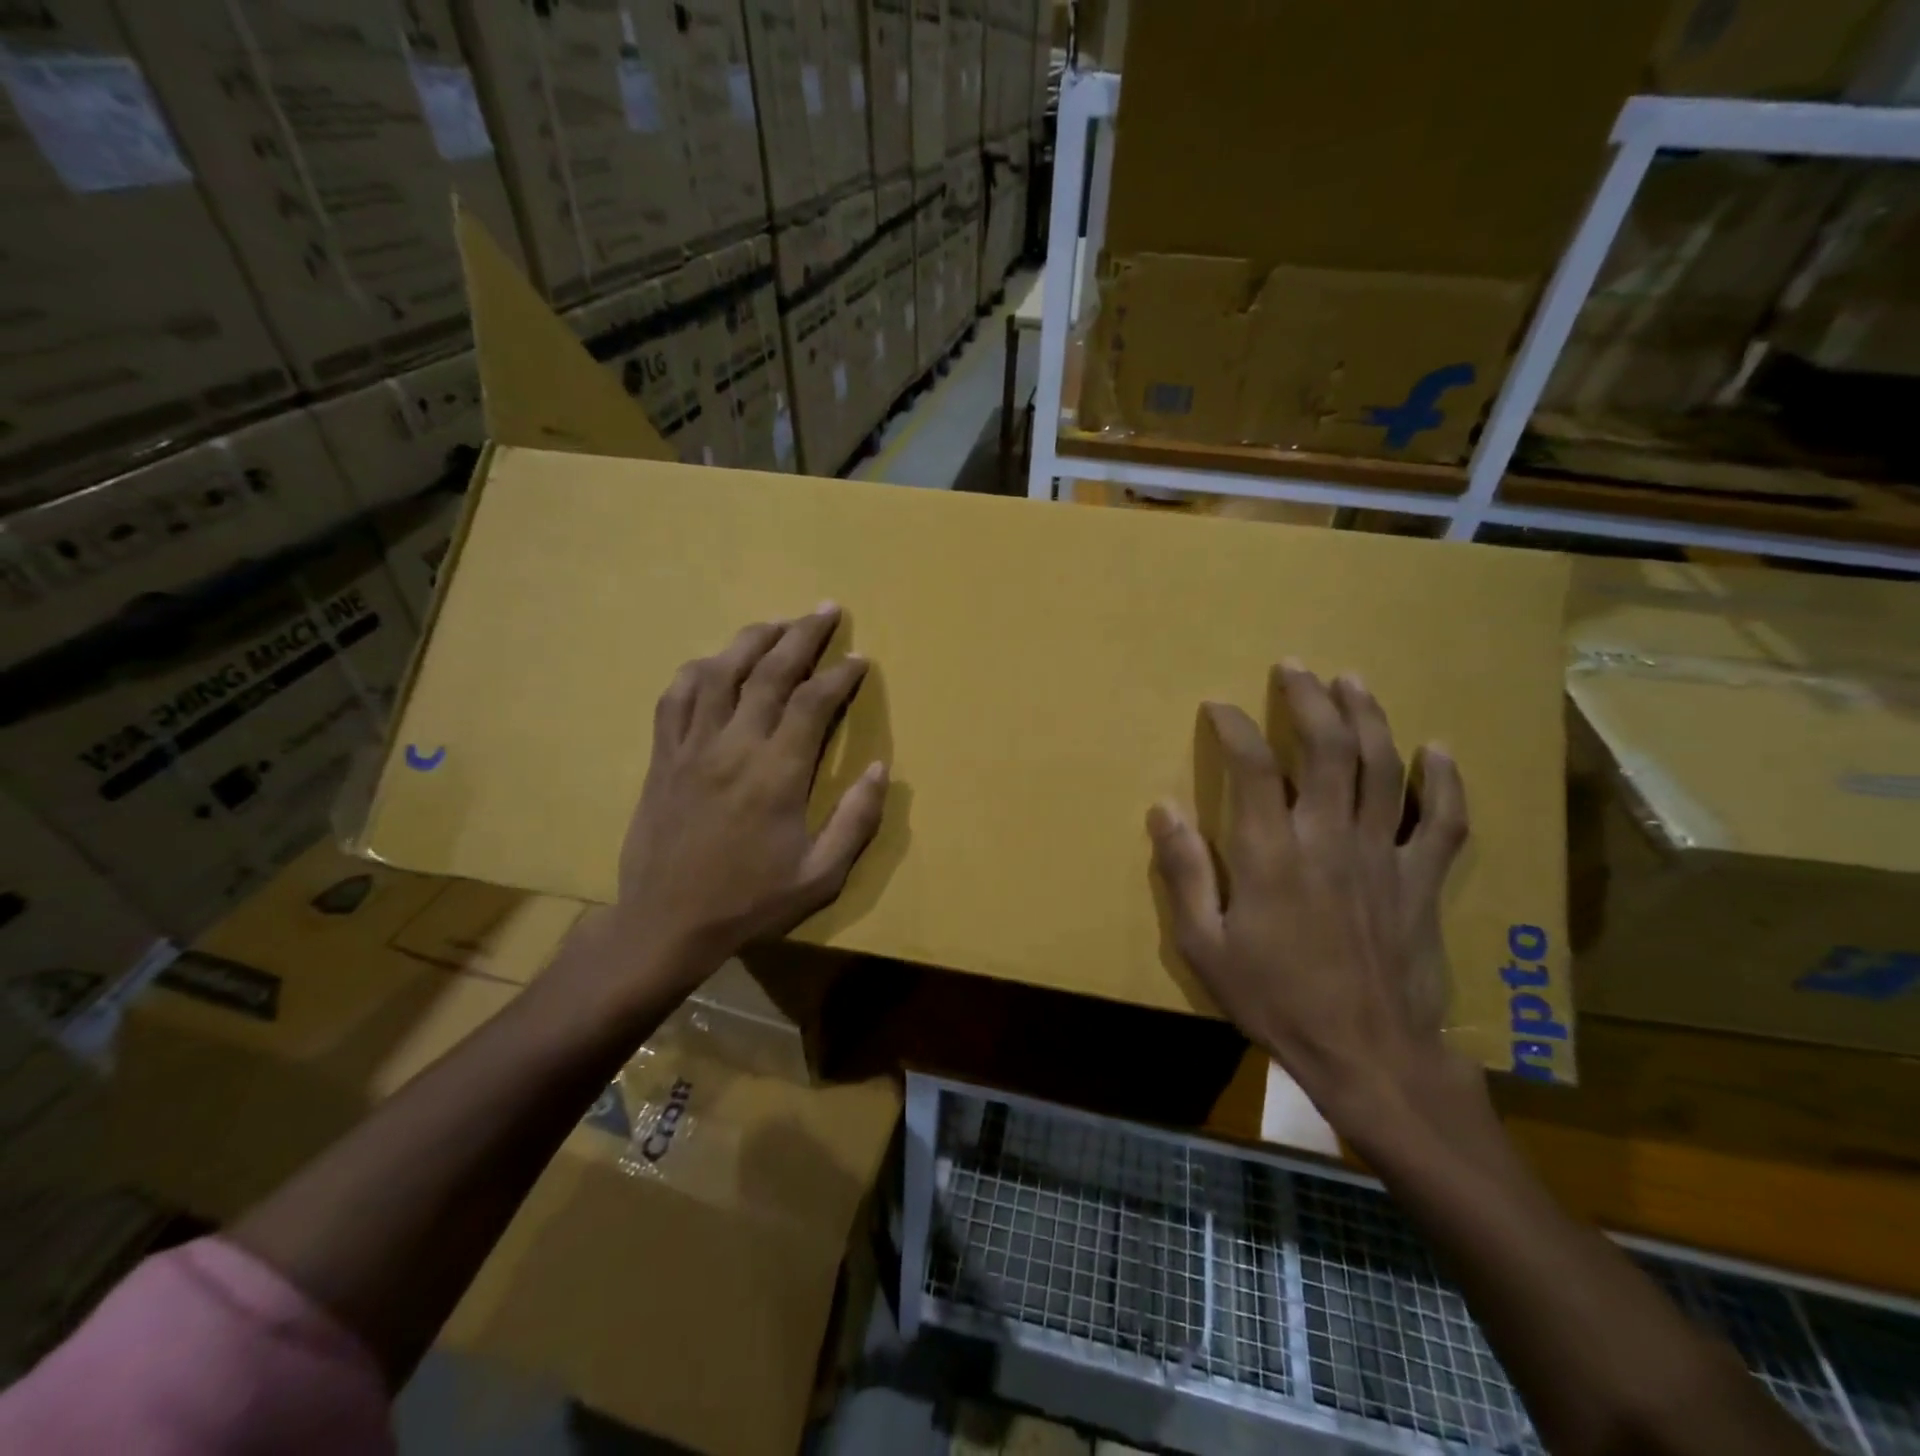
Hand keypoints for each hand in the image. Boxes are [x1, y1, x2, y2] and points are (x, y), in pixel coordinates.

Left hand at [609, 605, 886, 995]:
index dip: (839, 675)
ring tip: (777, 623)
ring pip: (720, 673)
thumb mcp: (820, 876)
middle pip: (768, 672)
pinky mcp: (662, 757)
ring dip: (751, 640)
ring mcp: (691, 747)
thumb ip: (856, 821)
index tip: (858, 660)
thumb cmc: (750, 902)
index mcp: (776, 773)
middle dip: (802, 635)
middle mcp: (734, 746)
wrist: (666, 924)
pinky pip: (676, 698)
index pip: (812, 703)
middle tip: (825, 609)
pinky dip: (698, 671)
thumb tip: (882, 769)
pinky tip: (714, 662)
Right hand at [1146, 662, 1473, 1134]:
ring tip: (1351, 681)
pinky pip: (1440, 821)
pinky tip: (1438, 749)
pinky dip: (1443, 782)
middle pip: (1327, 747)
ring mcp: (1382, 854)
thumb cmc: (1275, 1000)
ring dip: (1367, 717)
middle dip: (1309, 699)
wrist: (1367, 1055)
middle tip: (1294, 667)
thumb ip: (1184, 872)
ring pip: (1381, 767)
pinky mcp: (1421, 880)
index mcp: (1271, 852)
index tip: (1220, 706)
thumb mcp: (1205, 946)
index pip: (1252, 765)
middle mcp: (1329, 837)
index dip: (1234, 726)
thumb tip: (1162, 808)